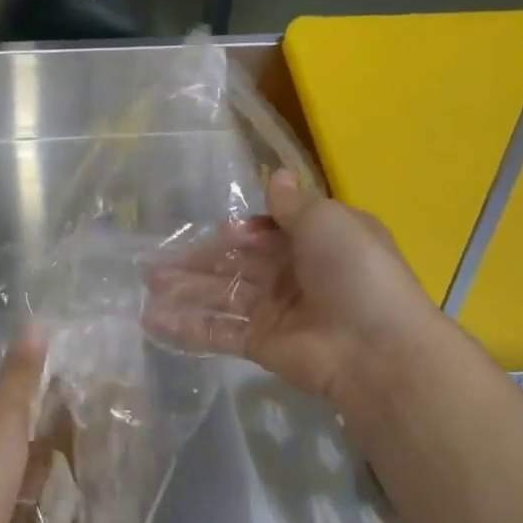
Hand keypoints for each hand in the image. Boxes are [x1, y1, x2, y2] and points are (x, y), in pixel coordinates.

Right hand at [144, 171, 436, 416]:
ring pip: (223, 296)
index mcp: (316, 241)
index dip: (241, 233)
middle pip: (237, 264)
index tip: (221, 234)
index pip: (267, 232)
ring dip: (186, 292)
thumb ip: (292, 204)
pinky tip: (154, 321)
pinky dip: (189, 327)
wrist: (375, 348)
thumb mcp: (327, 221)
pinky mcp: (262, 345)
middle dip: (197, 262)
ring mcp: (276, 311)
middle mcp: (294, 274)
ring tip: (146, 288)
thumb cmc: (354, 271)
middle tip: (154, 264)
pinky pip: (220, 331)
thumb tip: (276, 175)